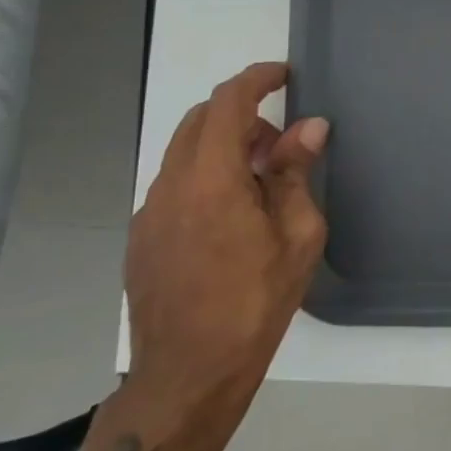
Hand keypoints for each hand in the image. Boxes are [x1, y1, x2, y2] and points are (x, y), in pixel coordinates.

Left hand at [122, 61, 329, 445]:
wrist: (187, 375)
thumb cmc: (255, 302)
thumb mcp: (296, 235)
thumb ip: (295, 173)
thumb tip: (308, 127)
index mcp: (210, 180)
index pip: (227, 104)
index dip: (255, 79)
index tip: (283, 75)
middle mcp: (170, 186)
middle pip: (200, 121)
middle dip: (242, 115)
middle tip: (280, 144)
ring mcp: (149, 213)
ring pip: (184, 152)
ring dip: (223, 147)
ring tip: (261, 185)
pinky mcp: (141, 238)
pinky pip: (174, 184)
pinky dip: (205, 175)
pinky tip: (231, 217)